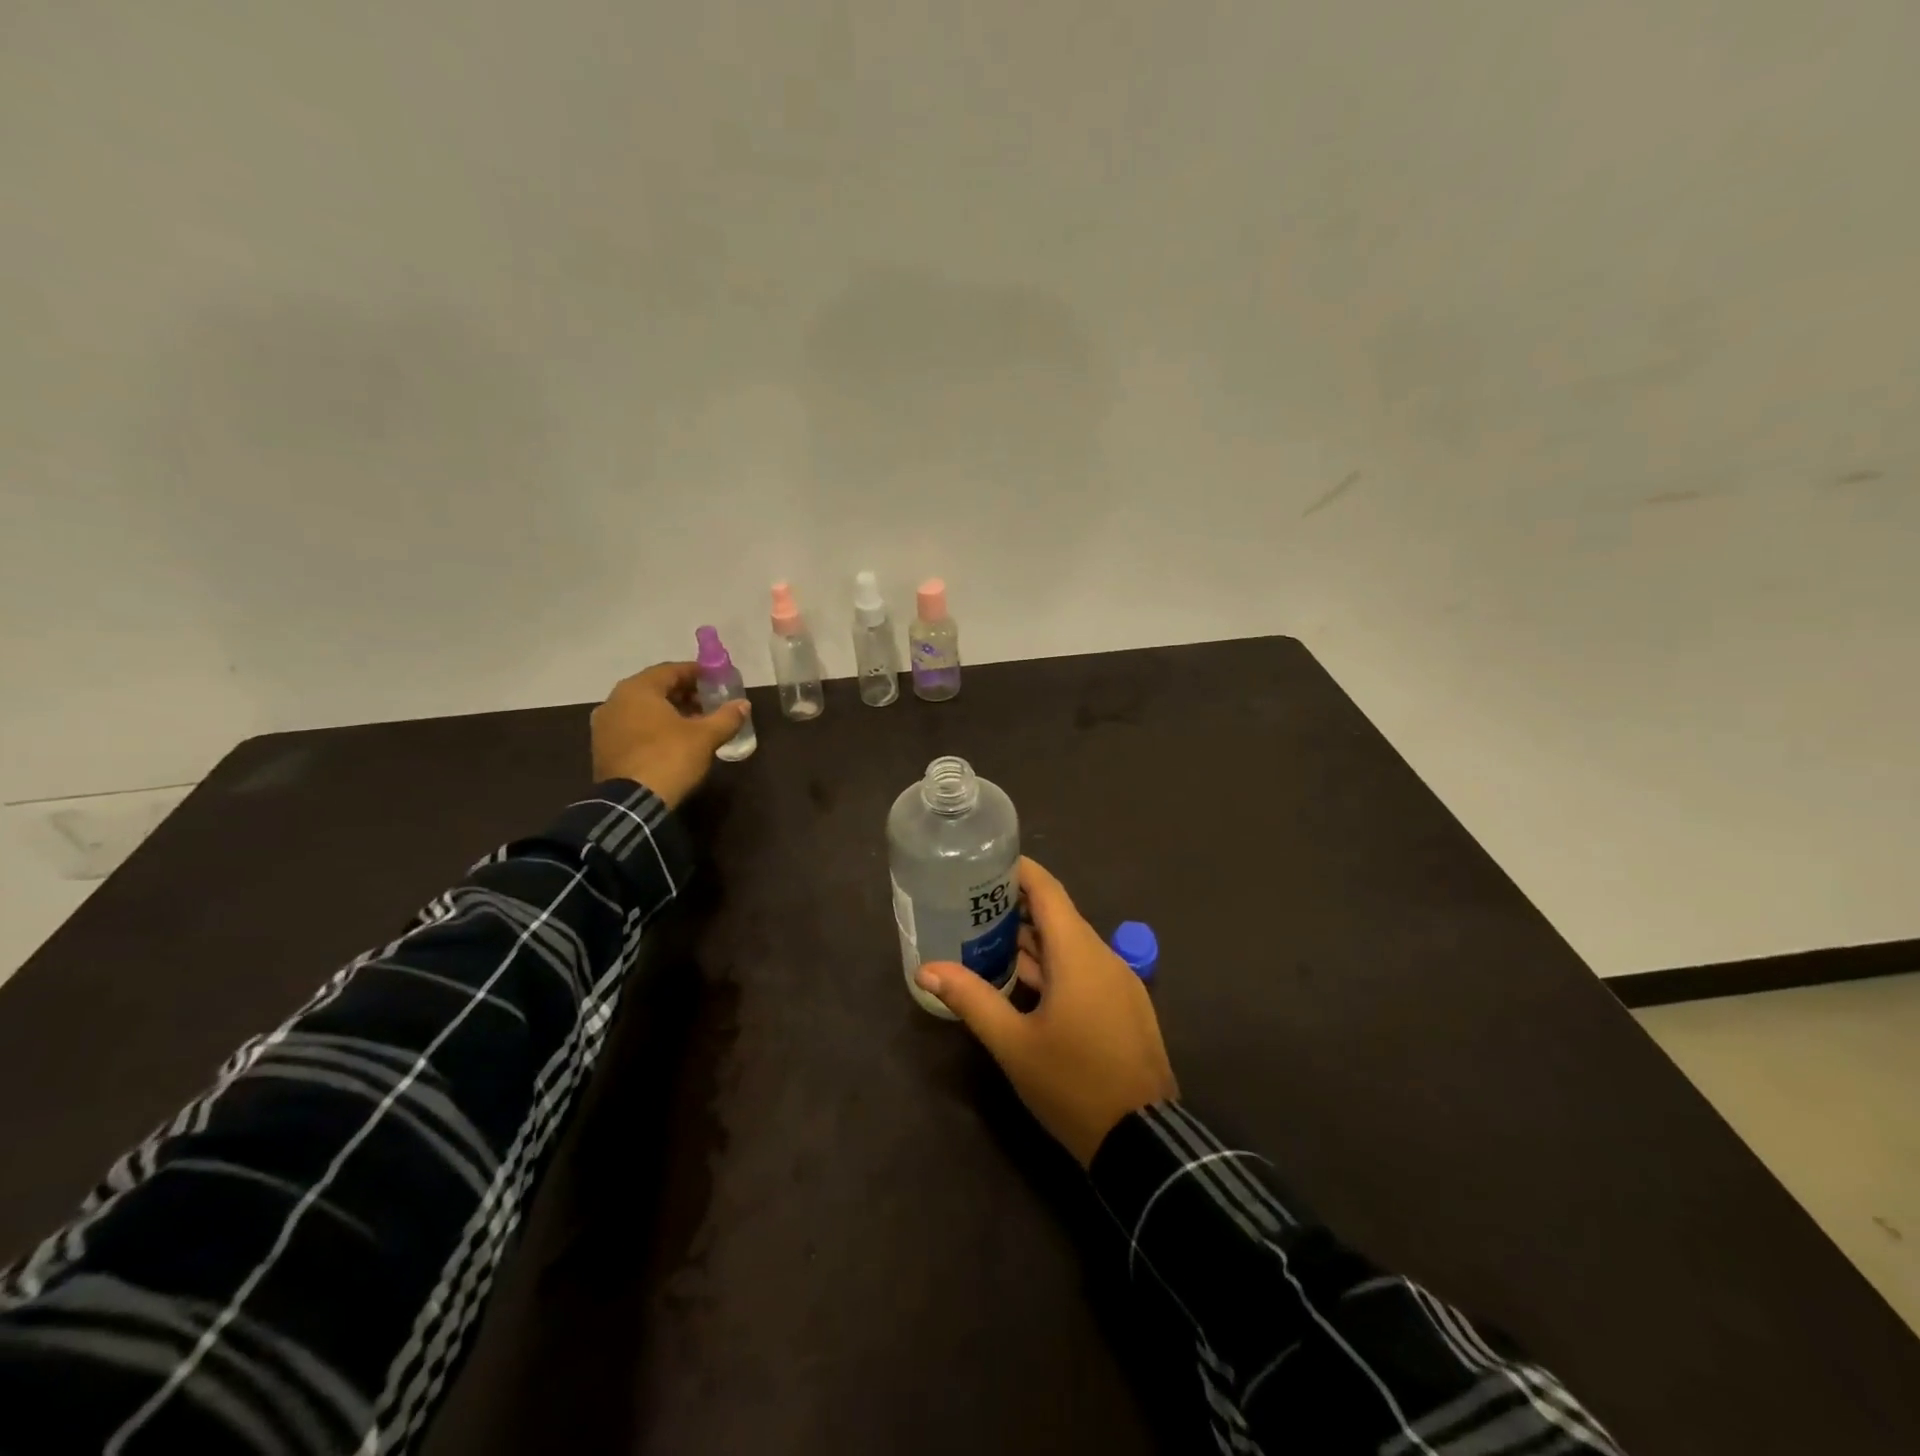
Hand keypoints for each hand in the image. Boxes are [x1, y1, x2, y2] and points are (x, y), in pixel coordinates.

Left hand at [590, 662, 750, 809]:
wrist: (631, 803)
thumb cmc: (669, 758)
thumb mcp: (705, 736)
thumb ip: (726, 717)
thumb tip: (744, 704)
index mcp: (638, 689)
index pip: (671, 670)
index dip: (697, 673)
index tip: (716, 681)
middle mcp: (615, 701)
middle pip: (655, 689)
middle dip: (683, 694)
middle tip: (708, 704)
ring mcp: (604, 726)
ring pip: (642, 709)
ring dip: (668, 712)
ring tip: (694, 724)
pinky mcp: (602, 748)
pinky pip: (632, 728)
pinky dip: (653, 728)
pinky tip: (672, 741)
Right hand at [916, 857, 1177, 1165]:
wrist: (1141, 1141)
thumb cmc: (1072, 1083)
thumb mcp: (1013, 1043)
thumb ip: (971, 999)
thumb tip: (925, 969)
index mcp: (1078, 953)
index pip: (1048, 890)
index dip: (1019, 871)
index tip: (984, 865)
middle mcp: (1102, 956)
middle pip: (1057, 915)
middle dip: (1016, 908)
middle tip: (971, 907)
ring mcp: (1118, 981)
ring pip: (1070, 945)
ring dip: (1033, 940)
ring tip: (986, 940)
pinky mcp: (1123, 1004)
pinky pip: (1084, 969)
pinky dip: (1052, 965)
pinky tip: (1022, 982)